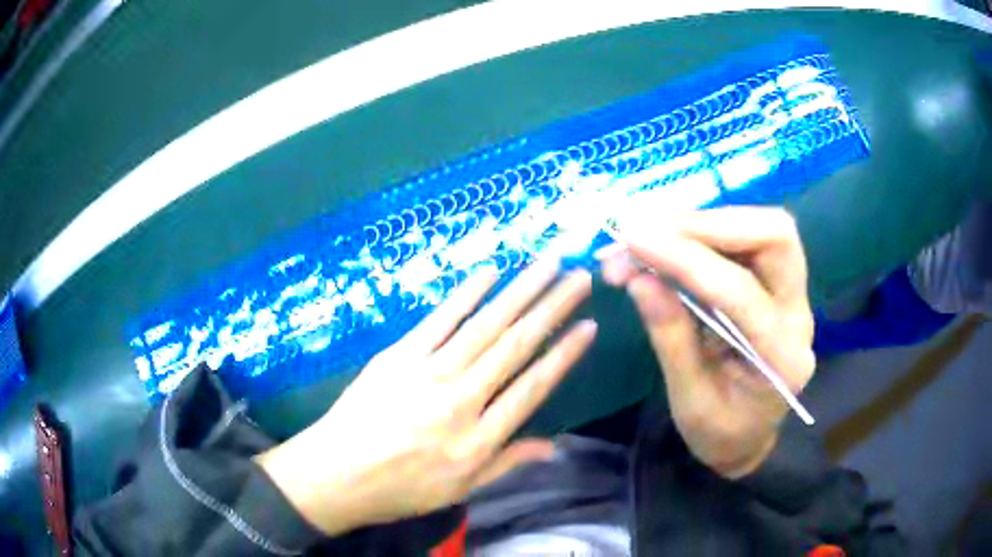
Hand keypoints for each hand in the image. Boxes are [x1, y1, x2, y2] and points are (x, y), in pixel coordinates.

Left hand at [255, 260, 595, 534]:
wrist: (336, 473)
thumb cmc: (401, 489)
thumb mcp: (460, 490)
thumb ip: (508, 462)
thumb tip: (554, 446)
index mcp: (479, 438)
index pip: (534, 387)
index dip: (565, 354)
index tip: (588, 326)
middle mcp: (461, 399)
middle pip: (516, 345)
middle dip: (553, 307)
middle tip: (580, 277)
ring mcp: (428, 371)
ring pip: (485, 325)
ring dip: (520, 291)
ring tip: (548, 264)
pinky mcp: (399, 354)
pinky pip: (439, 319)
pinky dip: (466, 294)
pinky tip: (490, 273)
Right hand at [601, 207, 814, 478]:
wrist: (748, 438)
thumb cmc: (721, 432)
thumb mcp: (689, 402)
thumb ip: (670, 338)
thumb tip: (640, 280)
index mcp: (782, 359)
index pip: (740, 292)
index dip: (685, 259)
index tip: (631, 241)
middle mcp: (799, 314)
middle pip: (774, 236)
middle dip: (708, 224)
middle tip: (648, 232)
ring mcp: (794, 293)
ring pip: (762, 227)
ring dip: (702, 223)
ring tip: (649, 235)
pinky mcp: (777, 282)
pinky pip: (748, 236)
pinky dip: (704, 231)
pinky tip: (670, 242)